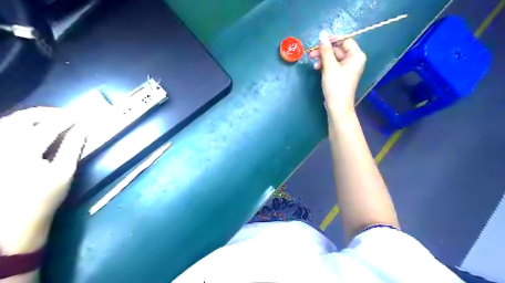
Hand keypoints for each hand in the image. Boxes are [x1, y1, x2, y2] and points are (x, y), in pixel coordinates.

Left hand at [0, 107, 85, 253]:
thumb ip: (73, 147)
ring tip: (50, 118)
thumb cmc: (44, 198)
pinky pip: (2, 132)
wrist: (12, 221)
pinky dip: (17, 124)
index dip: (67, 119)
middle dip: (46, 113)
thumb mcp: (64, 172)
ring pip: (8, 122)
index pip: (48, 126)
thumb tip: (83, 128)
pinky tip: (29, 127)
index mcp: (24, 152)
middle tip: (65, 114)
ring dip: (31, 116)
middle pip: (23, 119)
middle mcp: (4, 147)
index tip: (81, 117)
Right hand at [308, 30, 366, 114]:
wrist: (337, 106)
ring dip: (323, 59)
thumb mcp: (329, 66)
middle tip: (311, 54)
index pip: (345, 40)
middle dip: (324, 52)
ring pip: (334, 58)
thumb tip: (322, 33)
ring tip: (314, 65)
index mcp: (356, 55)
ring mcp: (348, 68)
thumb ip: (325, 49)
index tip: (319, 42)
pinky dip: (325, 65)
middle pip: (338, 49)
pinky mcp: (341, 75)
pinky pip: (333, 65)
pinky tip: (317, 69)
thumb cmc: (336, 85)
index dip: (332, 40)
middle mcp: (354, 60)